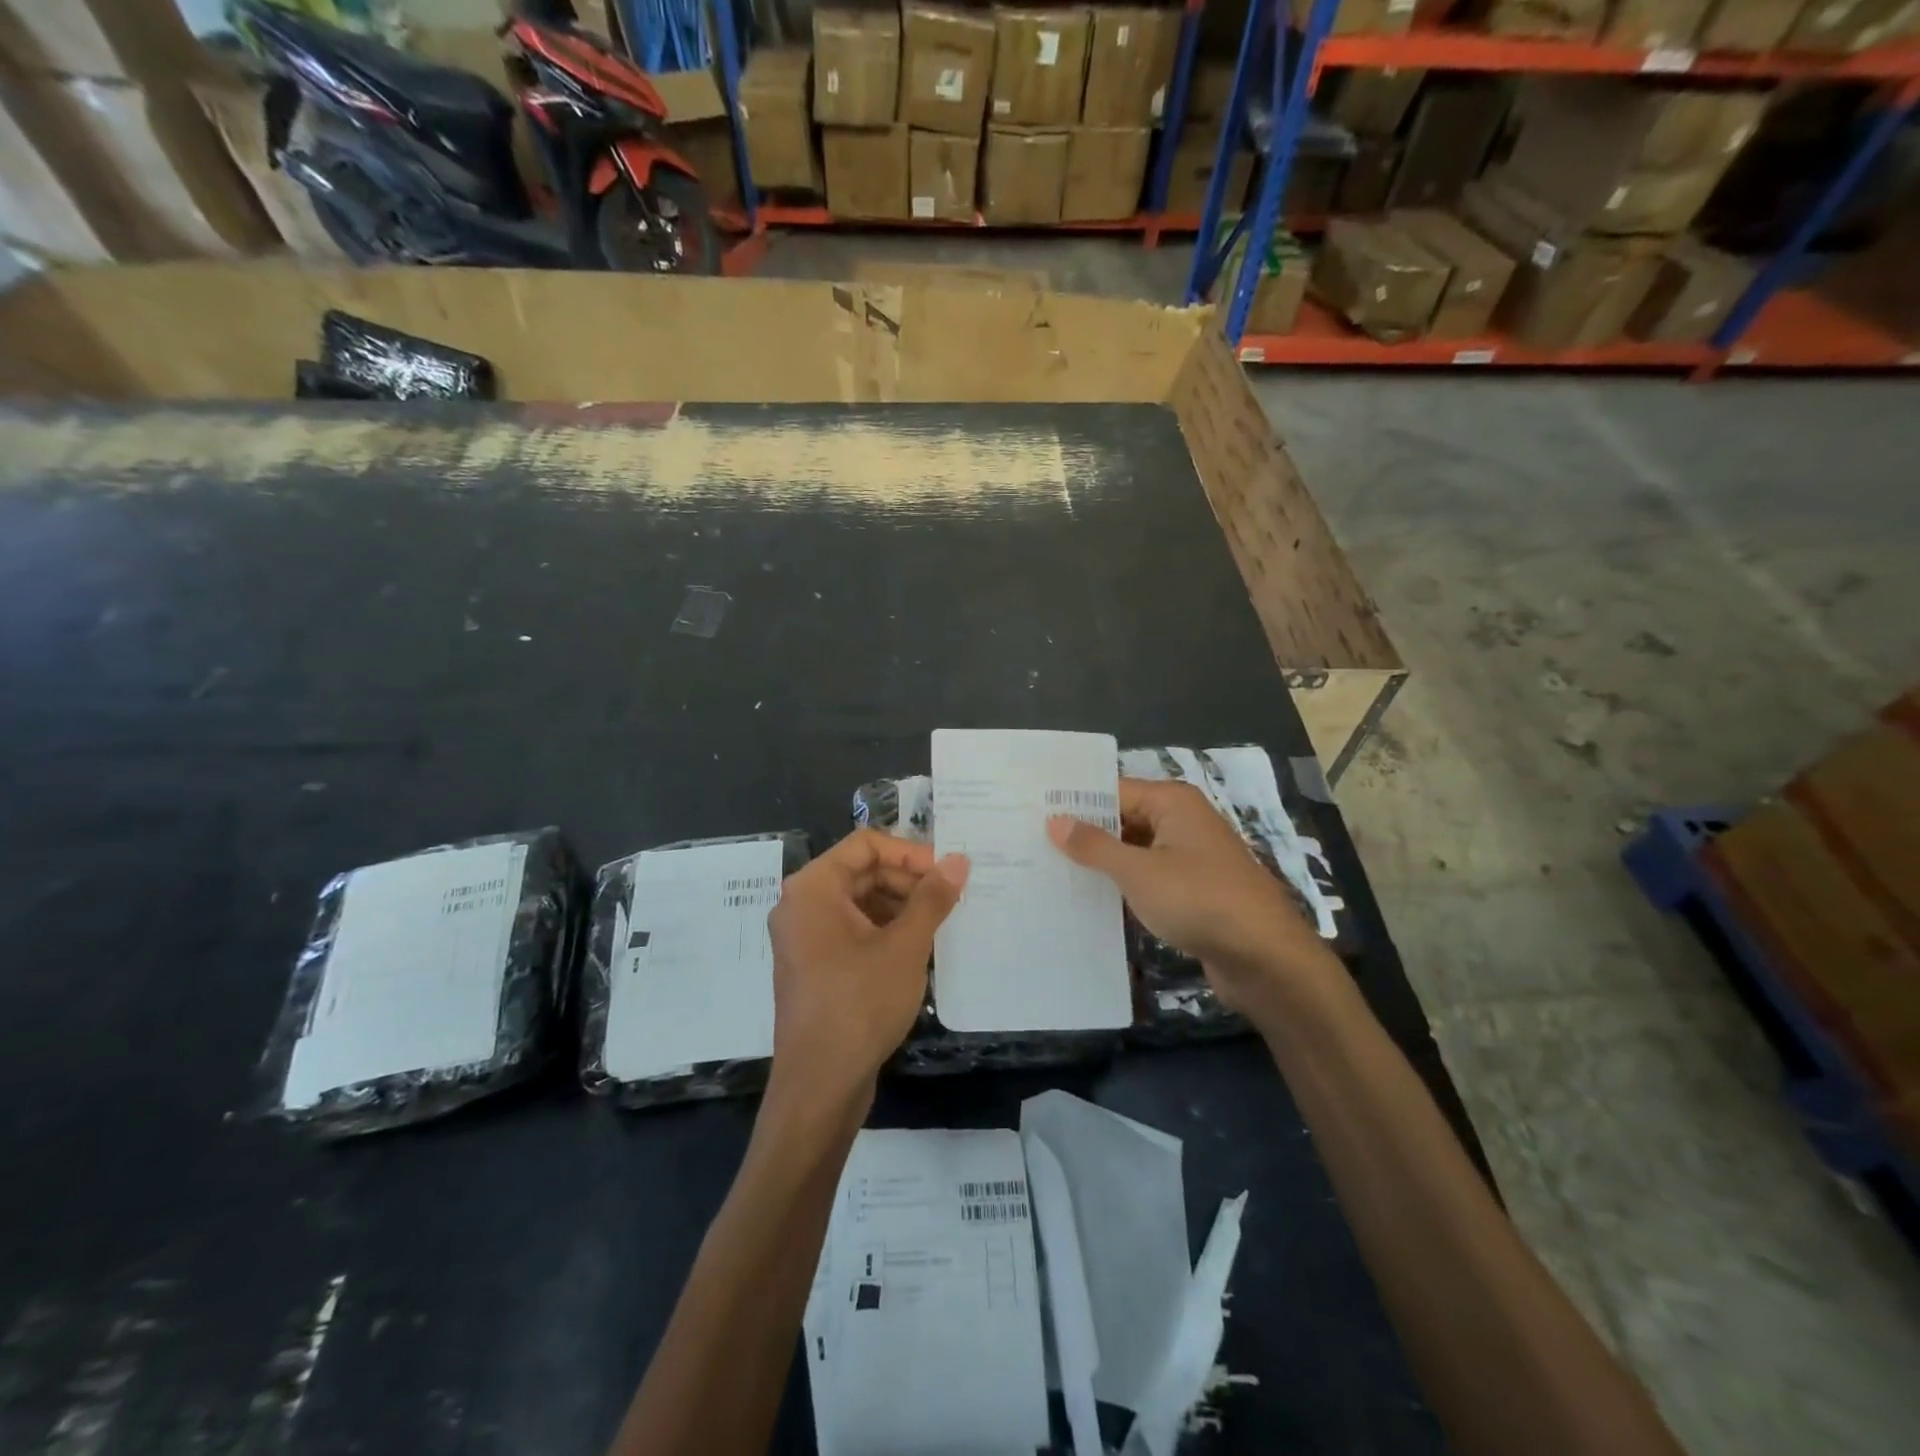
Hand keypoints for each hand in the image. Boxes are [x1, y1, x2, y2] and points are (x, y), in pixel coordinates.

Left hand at [766, 829, 968, 1106]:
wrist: (820, 1085)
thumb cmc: (860, 1004)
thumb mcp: (905, 947)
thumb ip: (932, 898)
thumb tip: (958, 860)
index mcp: (813, 888)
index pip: (865, 845)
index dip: (909, 852)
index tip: (947, 871)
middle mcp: (801, 905)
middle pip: (861, 872)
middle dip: (907, 880)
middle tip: (950, 898)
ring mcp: (805, 938)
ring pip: (859, 902)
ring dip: (900, 906)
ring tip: (940, 923)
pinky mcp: (814, 966)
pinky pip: (852, 930)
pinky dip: (885, 931)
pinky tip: (917, 948)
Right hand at [1047, 778, 1332, 1016]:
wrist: (1265, 957)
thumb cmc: (1200, 900)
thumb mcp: (1139, 871)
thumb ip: (1095, 846)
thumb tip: (1055, 821)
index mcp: (1173, 803)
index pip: (1113, 791)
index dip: (1075, 803)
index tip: (1033, 813)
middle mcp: (1183, 822)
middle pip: (1124, 819)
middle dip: (1085, 834)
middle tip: (1032, 844)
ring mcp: (1190, 858)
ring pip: (1135, 851)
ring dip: (1102, 863)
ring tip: (1051, 872)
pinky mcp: (1193, 891)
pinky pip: (1149, 879)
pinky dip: (1124, 886)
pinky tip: (1089, 900)